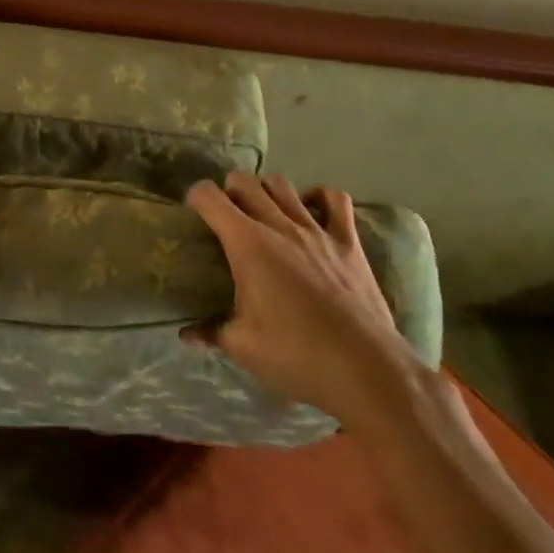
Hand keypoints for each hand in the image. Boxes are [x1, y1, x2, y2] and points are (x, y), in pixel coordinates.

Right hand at [185, 172, 416, 413]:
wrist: (366, 370)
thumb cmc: (297, 356)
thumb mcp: (244, 348)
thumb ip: (212, 332)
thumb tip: (187, 334)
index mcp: (248, 244)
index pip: (211, 198)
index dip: (196, 198)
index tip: (193, 211)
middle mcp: (279, 225)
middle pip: (246, 182)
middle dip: (229, 190)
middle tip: (227, 215)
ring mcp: (317, 230)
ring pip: (283, 185)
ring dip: (266, 190)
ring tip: (263, 210)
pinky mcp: (348, 242)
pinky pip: (335, 200)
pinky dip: (319, 197)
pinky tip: (311, 209)